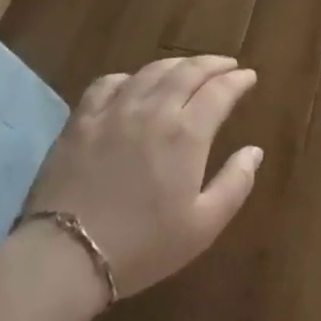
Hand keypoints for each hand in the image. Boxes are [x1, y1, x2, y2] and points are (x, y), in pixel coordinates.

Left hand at [18, 55, 263, 304]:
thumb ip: (235, 184)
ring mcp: (114, 111)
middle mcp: (154, 110)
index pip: (220, 91)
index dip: (238, 81)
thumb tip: (254, 151)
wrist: (65, 257)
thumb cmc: (142, 246)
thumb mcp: (203, 226)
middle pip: (188, 71)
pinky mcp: (81, 120)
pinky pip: (108, 83)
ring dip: (177, 65)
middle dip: (213, 64)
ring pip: (151, 71)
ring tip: (188, 68)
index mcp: (187, 133)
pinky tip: (133, 84)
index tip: (249, 77)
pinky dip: (129, 77)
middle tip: (227, 65)